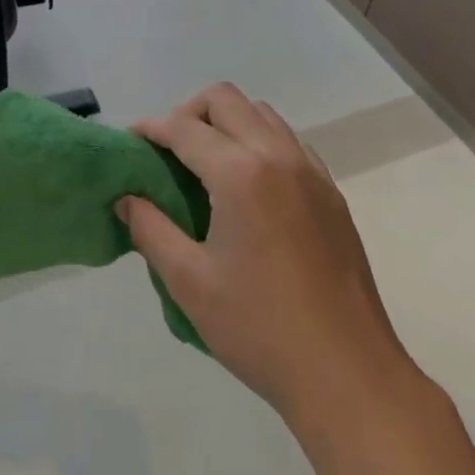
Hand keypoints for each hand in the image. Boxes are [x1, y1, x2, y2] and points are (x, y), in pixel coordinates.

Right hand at [120, 84, 421, 435]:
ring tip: (206, 166)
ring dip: (227, 124)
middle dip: (188, 113)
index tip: (130, 141)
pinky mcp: (331, 193)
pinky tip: (249, 189)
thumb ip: (150, 229)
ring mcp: (311, 171)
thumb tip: (126, 198)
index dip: (151, 128)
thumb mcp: (189, 282)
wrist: (349, 375)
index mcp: (241, 174)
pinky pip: (288, 142)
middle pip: (226, 99)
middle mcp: (278, 156)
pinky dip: (259, 144)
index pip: (184, 127)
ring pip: (261, 114)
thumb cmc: (260, 329)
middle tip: (168, 152)